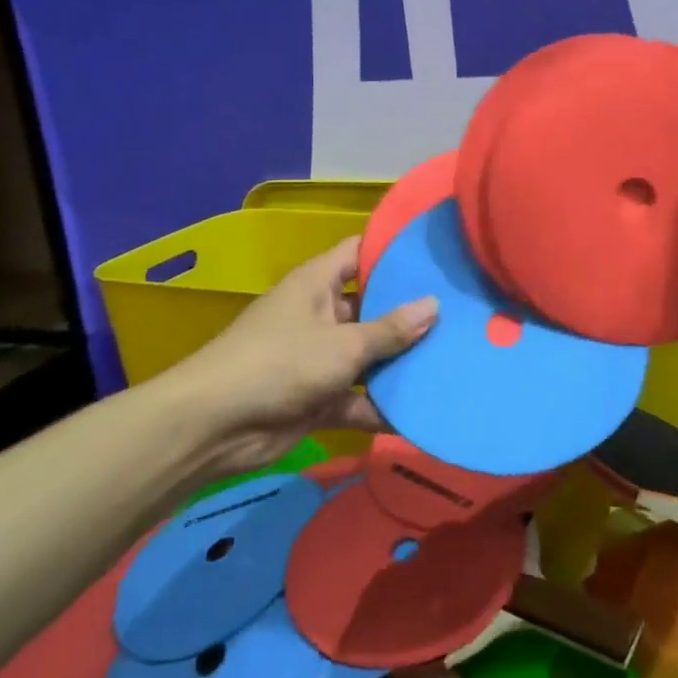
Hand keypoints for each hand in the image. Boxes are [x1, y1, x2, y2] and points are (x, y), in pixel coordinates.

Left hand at [167, 237, 436, 478]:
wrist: (217, 425)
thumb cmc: (281, 363)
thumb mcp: (343, 344)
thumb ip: (391, 329)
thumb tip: (434, 305)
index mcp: (318, 284)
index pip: (359, 253)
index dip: (393, 251)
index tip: (436, 255)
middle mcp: (320, 315)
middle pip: (372, 307)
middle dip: (410, 315)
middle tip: (461, 313)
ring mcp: (318, 358)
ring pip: (368, 356)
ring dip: (400, 364)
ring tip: (453, 361)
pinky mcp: (318, 398)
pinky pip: (358, 398)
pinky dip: (381, 407)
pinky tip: (423, 412)